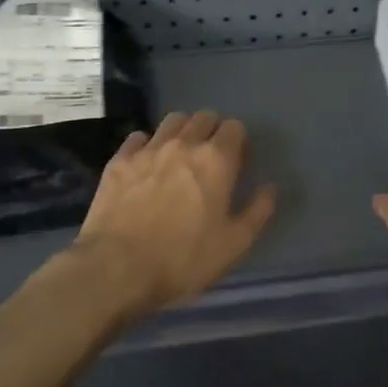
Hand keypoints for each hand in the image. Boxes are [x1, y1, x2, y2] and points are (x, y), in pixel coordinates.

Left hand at [72, 110, 277, 317]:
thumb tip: (270, 188)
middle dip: (212, 131)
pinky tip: (147, 163)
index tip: (237, 164)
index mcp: (216, 160)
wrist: (117, 269)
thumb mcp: (234, 245)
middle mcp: (183, 145)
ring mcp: (148, 150)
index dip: (239, 142)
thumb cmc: (183, 259)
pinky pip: (138, 138)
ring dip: (182, 131)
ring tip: (180, 156)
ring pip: (171, 121)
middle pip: (204, 117)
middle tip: (211, 158)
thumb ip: (258, 211)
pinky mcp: (119, 161)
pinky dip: (147, 144)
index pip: (234, 127)